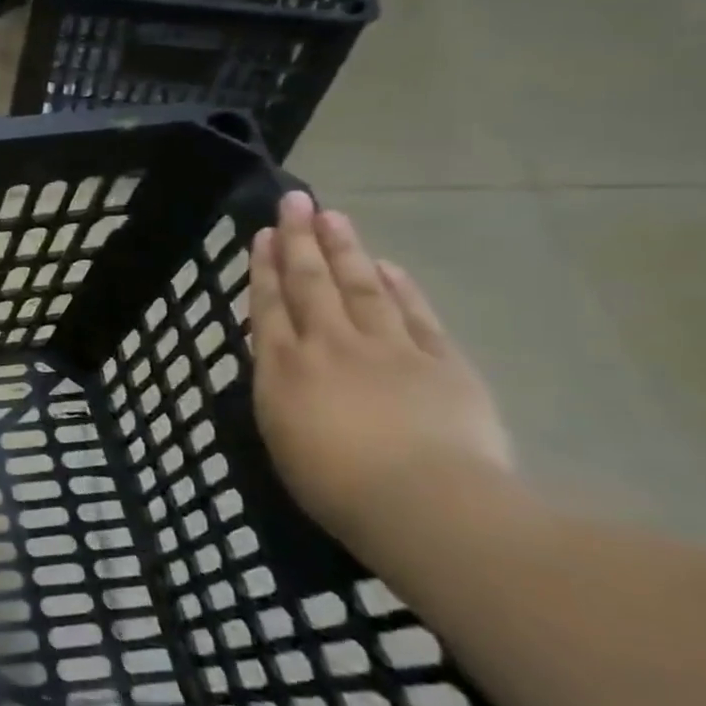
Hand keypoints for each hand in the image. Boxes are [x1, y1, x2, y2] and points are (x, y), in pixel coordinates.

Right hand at [249, 191, 515, 549]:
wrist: (424, 504)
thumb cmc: (335, 484)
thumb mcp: (281, 436)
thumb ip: (280, 388)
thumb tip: (283, 357)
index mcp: (284, 367)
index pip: (269, 305)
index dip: (265, 267)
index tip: (264, 234)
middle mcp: (329, 345)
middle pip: (311, 283)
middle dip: (300, 240)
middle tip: (296, 201)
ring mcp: (388, 349)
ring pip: (361, 287)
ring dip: (345, 250)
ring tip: (334, 217)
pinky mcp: (441, 362)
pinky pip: (415, 315)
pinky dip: (400, 287)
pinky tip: (388, 265)